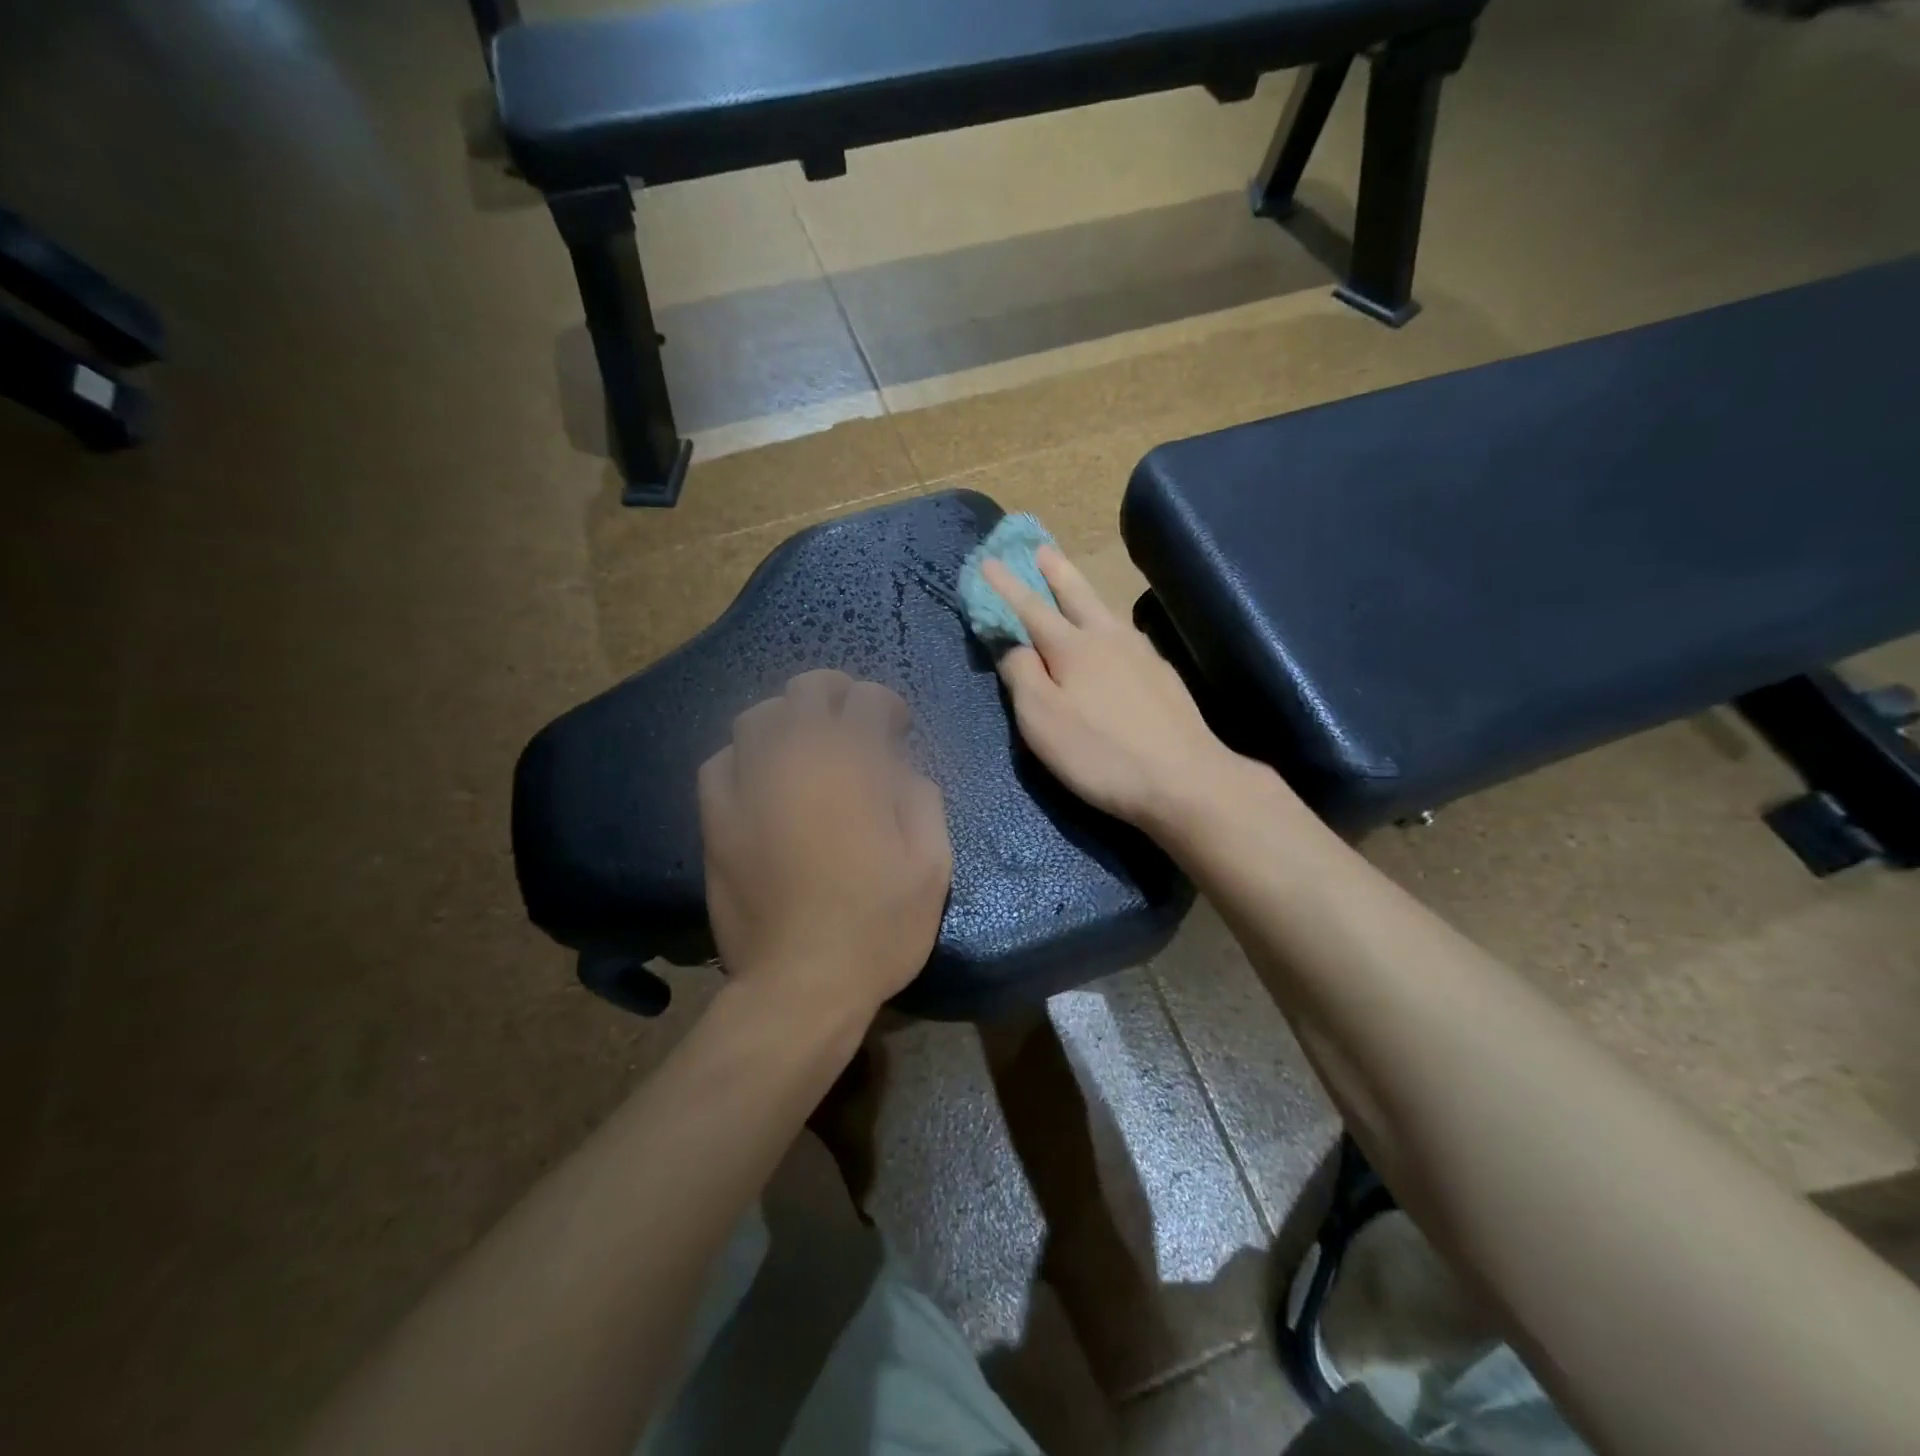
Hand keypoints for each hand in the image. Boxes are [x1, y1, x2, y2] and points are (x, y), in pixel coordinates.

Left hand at [699, 670, 952, 1019]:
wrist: (801, 984)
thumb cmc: (878, 925)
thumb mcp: (931, 863)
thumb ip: (921, 797)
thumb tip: (899, 769)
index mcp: (852, 763)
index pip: (867, 699)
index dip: (887, 706)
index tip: (897, 729)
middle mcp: (794, 757)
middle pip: (807, 689)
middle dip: (837, 693)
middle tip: (854, 721)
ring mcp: (747, 784)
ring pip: (758, 716)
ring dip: (789, 719)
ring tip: (806, 745)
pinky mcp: (715, 817)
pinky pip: (721, 761)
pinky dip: (745, 756)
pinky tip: (762, 778)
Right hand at [982, 548, 1245, 830]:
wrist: (1184, 779)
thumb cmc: (1101, 753)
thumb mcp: (1042, 720)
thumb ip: (1022, 676)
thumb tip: (1014, 646)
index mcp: (1072, 647)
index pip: (1029, 608)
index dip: (1005, 586)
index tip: (987, 561)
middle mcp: (1107, 638)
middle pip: (1076, 594)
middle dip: (1054, 570)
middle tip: (1039, 547)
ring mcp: (1141, 653)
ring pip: (1105, 611)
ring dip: (1083, 591)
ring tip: (1072, 582)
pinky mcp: (1162, 675)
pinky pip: (1126, 634)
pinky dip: (1108, 623)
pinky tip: (1112, 633)